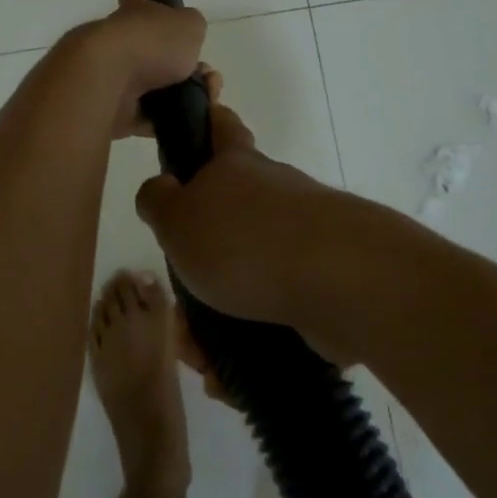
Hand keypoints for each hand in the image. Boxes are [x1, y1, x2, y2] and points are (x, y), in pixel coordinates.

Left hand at [72, 0, 208, 140]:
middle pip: (152, 49)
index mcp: (135, 14)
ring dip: (181, 92)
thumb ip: (191, 29)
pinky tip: (189, 119)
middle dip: (180, 60)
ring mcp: (114, 77)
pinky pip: (147, 117)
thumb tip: (186, 41)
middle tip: (205, 72)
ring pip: (154, 85)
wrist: (107, 80)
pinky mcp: (113, 111)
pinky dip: (167, 119)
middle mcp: (120, 42)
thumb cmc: (150, 43)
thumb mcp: (188, 26)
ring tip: (206, 97)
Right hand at [134, 102, 359, 358]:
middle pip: (227, 217)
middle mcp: (273, 194)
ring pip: (247, 274)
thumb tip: (160, 190)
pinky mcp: (322, 283)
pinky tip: (230, 376)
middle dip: (198, 263)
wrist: (339, 283)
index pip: (221, 126)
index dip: (207, 121)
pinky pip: (273, 311)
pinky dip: (248, 341)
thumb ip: (157, 201)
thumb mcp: (177, 218)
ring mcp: (303, 238)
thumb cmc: (244, 240)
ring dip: (216, 316)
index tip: (197, 130)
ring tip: (200, 356)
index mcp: (237, 166)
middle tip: (176, 307)